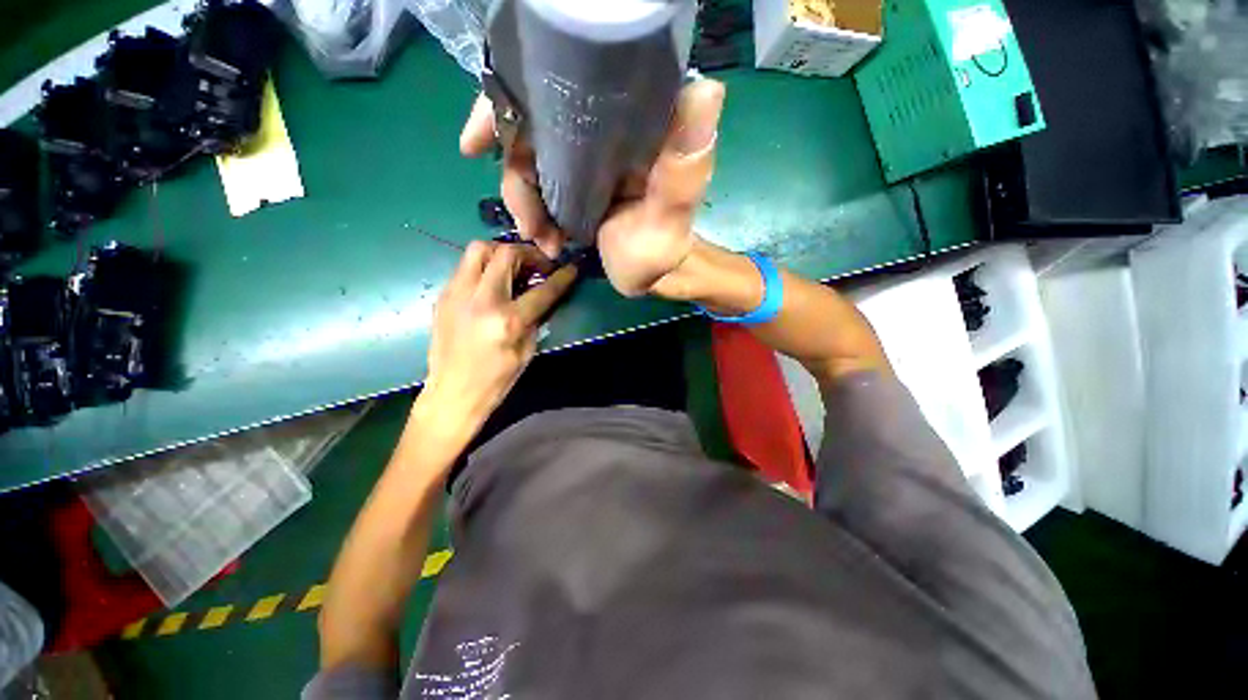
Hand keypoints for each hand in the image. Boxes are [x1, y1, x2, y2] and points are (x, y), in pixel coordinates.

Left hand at [422, 242, 577, 436]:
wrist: (452, 393)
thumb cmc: (496, 379)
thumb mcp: (527, 350)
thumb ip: (536, 318)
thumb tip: (543, 295)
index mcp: (507, 321)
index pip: (542, 290)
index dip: (561, 278)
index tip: (571, 268)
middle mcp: (480, 300)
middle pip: (505, 253)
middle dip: (528, 253)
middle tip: (538, 264)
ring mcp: (456, 294)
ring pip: (478, 249)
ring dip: (501, 252)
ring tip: (514, 266)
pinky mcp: (443, 296)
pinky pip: (465, 266)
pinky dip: (484, 266)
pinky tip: (492, 282)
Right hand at [459, 80, 725, 296]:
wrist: (650, 277)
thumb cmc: (662, 248)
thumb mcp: (672, 213)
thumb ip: (684, 165)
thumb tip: (706, 90)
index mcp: (625, 127)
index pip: (566, 90)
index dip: (517, 100)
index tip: (480, 137)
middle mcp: (598, 136)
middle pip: (532, 128)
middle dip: (514, 169)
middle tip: (525, 215)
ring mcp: (580, 164)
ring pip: (527, 164)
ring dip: (523, 203)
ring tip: (540, 237)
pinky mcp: (570, 189)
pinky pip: (534, 189)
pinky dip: (530, 214)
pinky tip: (542, 239)